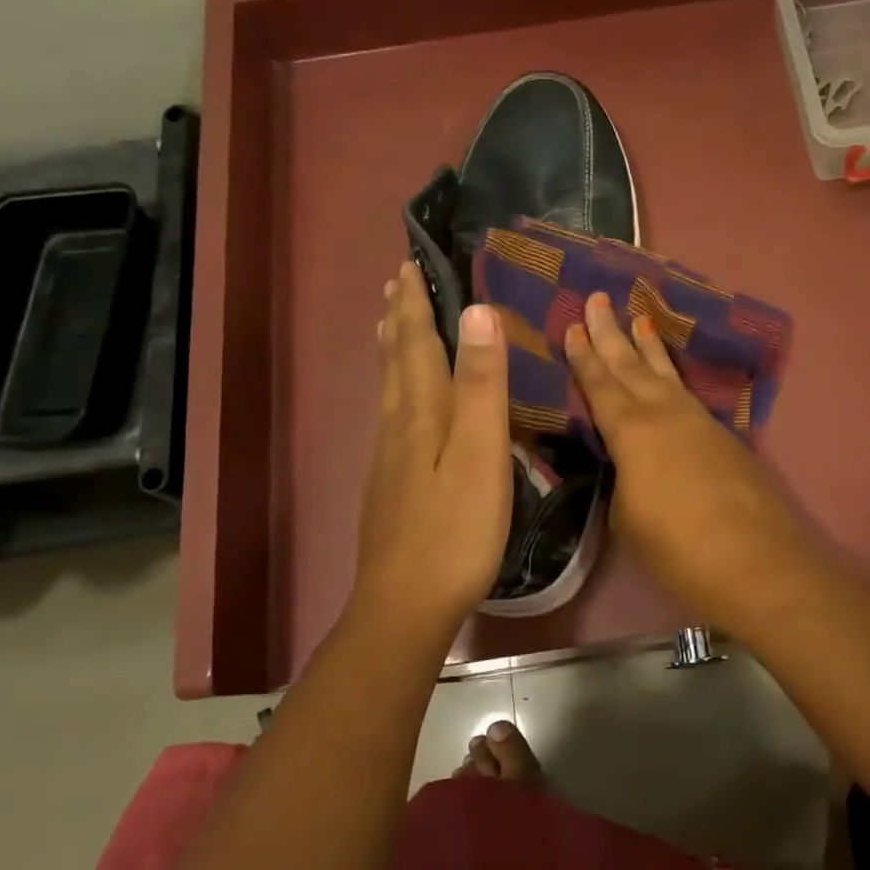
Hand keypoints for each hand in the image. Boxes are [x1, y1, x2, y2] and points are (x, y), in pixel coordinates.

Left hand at [348, 261, 511, 640]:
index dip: (416, 306)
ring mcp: (389, 460)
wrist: (406, 603)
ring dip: (393, 352)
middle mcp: (398, 428)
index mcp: (421, 414)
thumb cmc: (456, 529)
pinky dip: (395, 391)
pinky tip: (400, 406)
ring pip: (389, 392)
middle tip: (395, 285)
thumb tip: (476, 313)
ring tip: (391, 327)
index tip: (410, 266)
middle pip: (396, 363)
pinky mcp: (389, 487)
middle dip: (399, 321)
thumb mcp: (480, 454)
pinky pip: (391, 418)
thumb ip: (481, 386)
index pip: (418, 345)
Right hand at [563, 292, 831, 633]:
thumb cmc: (679, 547)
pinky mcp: (725, 439)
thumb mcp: (629, 518)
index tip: (574, 325)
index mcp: (632, 431)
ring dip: (649, 346)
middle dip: (612, 332)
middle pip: (632, 365)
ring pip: (667, 374)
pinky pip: (689, 395)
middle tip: (598, 297)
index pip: (600, 385)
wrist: (757, 562)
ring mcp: (700, 423)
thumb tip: (630, 469)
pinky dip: (674, 378)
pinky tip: (671, 378)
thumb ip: (624, 482)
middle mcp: (665, 414)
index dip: (584, 356)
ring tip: (639, 316)